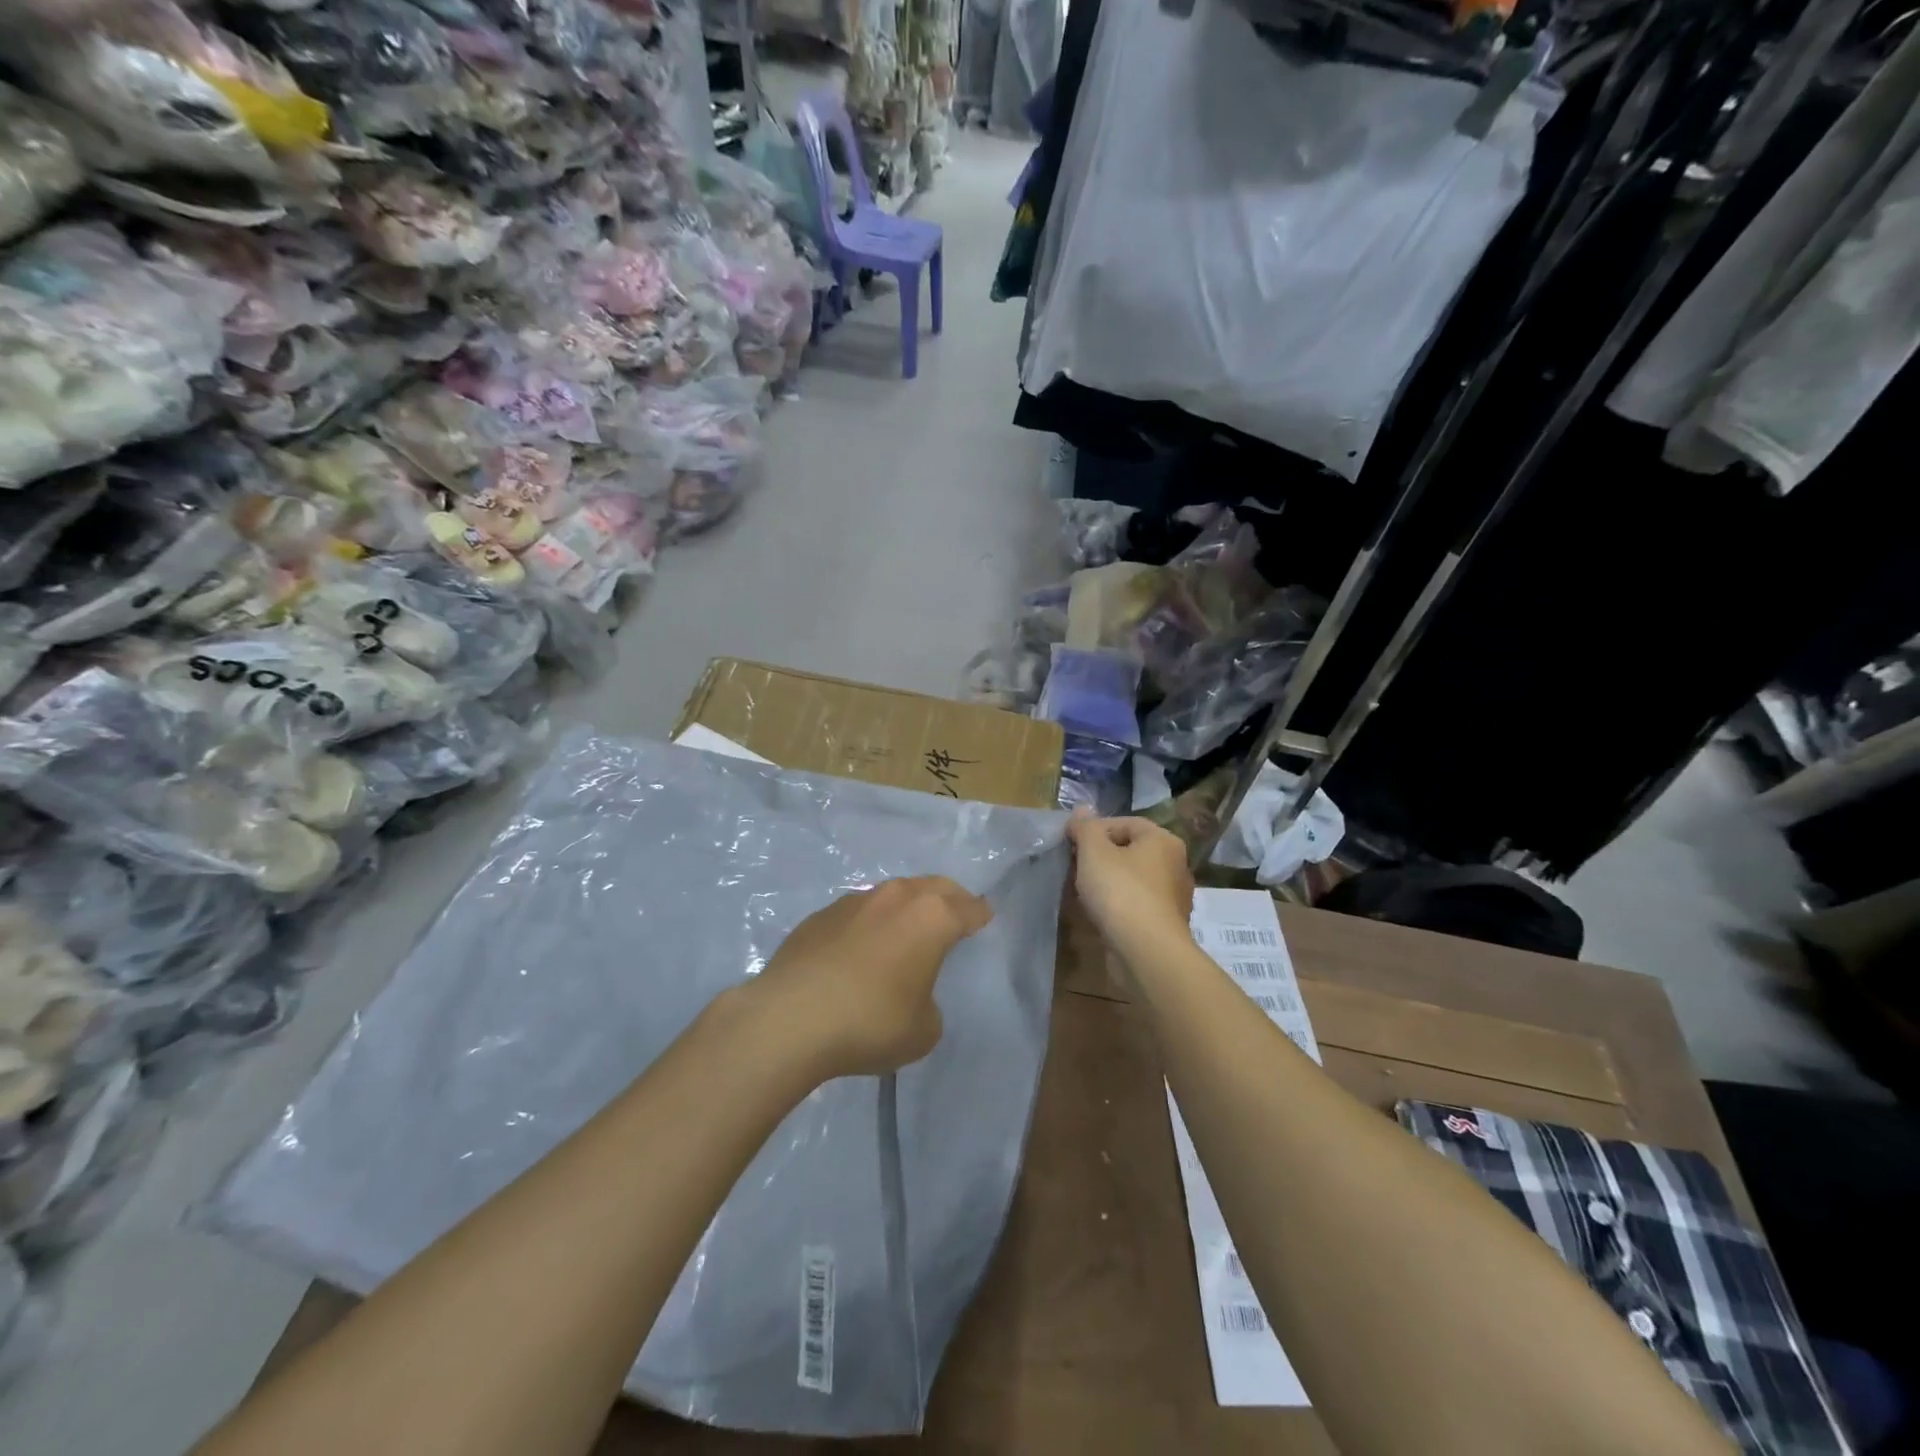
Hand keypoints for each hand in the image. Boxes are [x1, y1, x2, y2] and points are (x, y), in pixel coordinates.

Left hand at [745, 877, 993, 1079]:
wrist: (790, 1018)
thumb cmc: (870, 1022)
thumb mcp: (923, 1030)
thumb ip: (930, 1004)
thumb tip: (913, 993)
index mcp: (932, 917)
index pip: (968, 907)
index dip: (980, 914)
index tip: (985, 917)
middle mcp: (897, 897)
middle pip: (934, 886)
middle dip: (950, 898)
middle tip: (955, 914)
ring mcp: (855, 901)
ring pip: (893, 894)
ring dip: (906, 907)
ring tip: (906, 931)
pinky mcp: (821, 914)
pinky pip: (858, 912)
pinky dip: (869, 923)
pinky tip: (860, 950)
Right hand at [1069, 813, 1194, 953]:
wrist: (1146, 951)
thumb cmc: (1120, 891)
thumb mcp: (1094, 851)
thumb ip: (1086, 828)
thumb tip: (1081, 810)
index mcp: (1163, 840)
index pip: (1124, 822)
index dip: (1094, 830)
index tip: (1071, 844)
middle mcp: (1175, 864)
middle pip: (1130, 851)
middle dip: (1100, 857)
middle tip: (1074, 866)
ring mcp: (1173, 897)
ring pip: (1133, 880)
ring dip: (1108, 882)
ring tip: (1082, 891)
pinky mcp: (1166, 924)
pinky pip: (1136, 905)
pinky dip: (1118, 905)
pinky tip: (1099, 914)